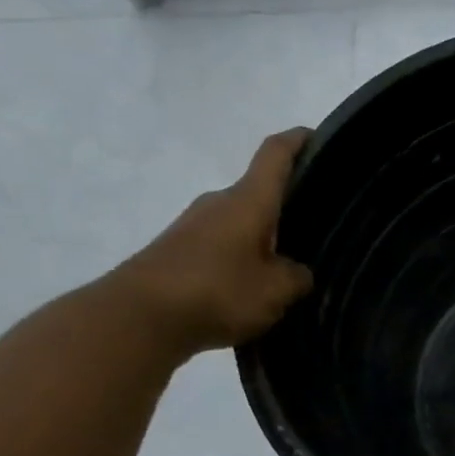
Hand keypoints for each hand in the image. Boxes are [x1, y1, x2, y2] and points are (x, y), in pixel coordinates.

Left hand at [111, 129, 314, 354]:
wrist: (136, 318)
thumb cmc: (217, 291)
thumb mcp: (275, 291)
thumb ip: (296, 277)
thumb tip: (297, 272)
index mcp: (248, 200)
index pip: (276, 154)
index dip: (298, 140)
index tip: (318, 138)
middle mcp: (219, 202)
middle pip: (258, 192)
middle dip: (285, 207)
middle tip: (315, 229)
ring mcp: (192, 226)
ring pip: (239, 222)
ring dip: (261, 238)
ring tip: (285, 268)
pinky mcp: (176, 252)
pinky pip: (219, 246)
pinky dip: (238, 259)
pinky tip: (249, 288)